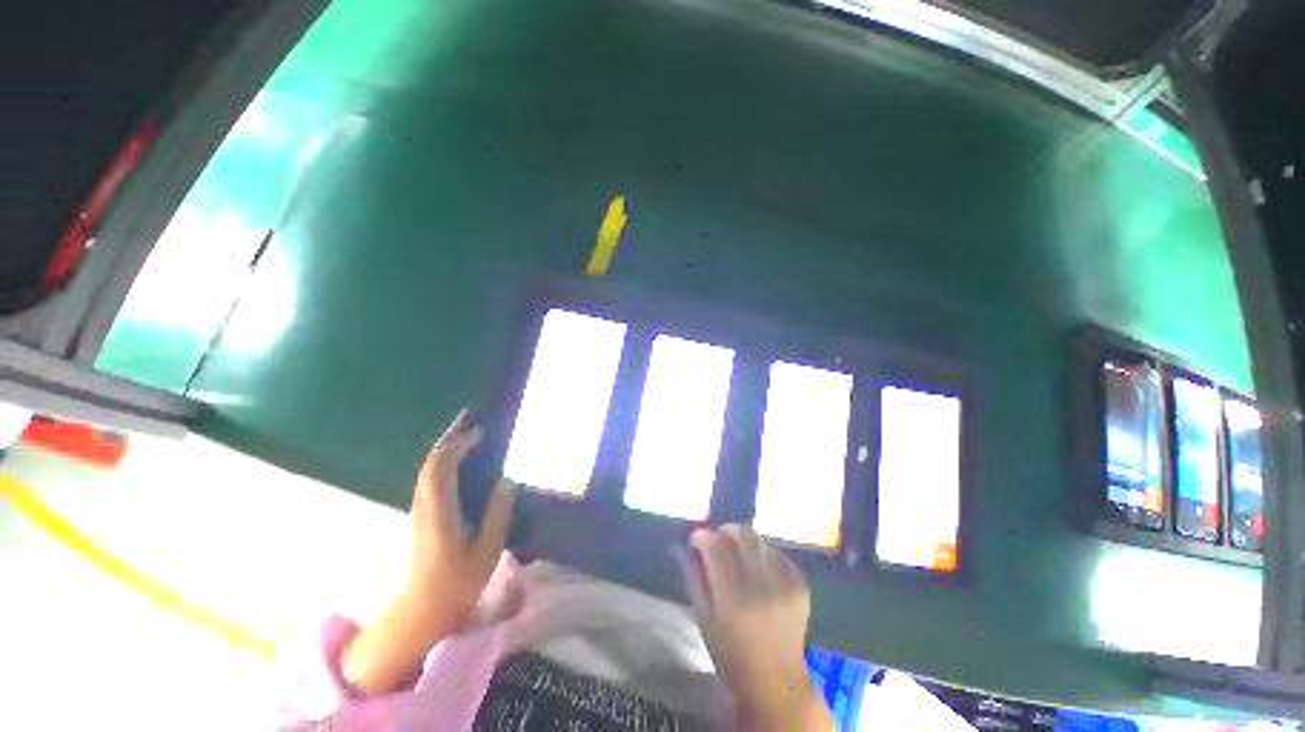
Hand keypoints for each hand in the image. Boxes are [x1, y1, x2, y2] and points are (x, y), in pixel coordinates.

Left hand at [406, 409, 513, 614]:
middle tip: (470, 416)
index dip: (458, 445)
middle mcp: (424, 505)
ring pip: (428, 468)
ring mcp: (419, 509)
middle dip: (449, 436)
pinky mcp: (421, 514)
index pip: (441, 468)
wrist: (422, 609)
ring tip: (467, 430)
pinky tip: (459, 458)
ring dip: (446, 446)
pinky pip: (431, 477)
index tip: (480, 432)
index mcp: (439, 513)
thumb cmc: (458, 583)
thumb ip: (497, 515)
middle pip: (431, 462)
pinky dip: (444, 460)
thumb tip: (504, 483)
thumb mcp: (487, 552)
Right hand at [677, 525, 833, 730]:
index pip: (716, 547)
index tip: (695, 539)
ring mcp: (785, 584)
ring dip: (743, 541)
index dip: (702, 536)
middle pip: (741, 535)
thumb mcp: (704, 620)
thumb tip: (682, 546)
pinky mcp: (800, 584)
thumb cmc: (731, 656)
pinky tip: (757, 568)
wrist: (777, 683)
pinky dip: (762, 553)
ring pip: (759, 540)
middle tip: (717, 541)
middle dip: (724, 531)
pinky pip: (777, 553)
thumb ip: (693, 578)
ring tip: (737, 555)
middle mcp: (762, 587)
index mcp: (734, 600)